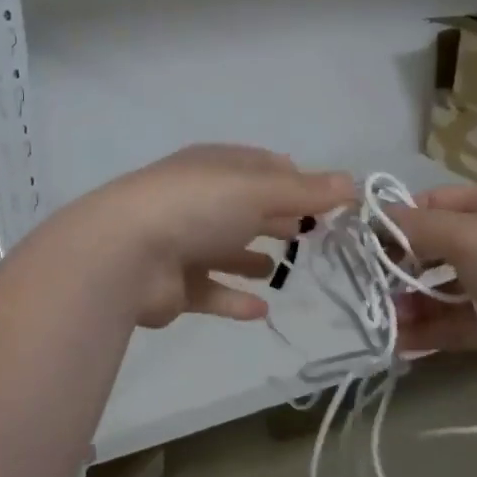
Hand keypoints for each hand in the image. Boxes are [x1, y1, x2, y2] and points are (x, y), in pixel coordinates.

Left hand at [63, 145, 354, 328]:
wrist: (124, 255)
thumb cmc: (197, 208)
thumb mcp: (259, 190)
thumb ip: (306, 191)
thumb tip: (352, 183)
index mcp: (214, 168)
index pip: (261, 167)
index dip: (295, 179)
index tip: (327, 199)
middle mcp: (196, 201)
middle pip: (244, 208)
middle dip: (275, 218)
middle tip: (311, 234)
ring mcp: (180, 243)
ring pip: (223, 249)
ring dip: (249, 258)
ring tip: (279, 269)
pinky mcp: (172, 286)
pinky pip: (210, 291)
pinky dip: (233, 298)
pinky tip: (261, 310)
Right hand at [385, 184, 476, 392]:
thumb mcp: (465, 234)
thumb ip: (415, 227)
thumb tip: (373, 216)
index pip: (431, 204)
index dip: (396, 220)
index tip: (362, 243)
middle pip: (433, 250)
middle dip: (398, 267)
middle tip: (366, 287)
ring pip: (442, 291)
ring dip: (409, 303)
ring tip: (380, 319)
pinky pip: (456, 325)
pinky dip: (428, 332)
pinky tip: (399, 342)